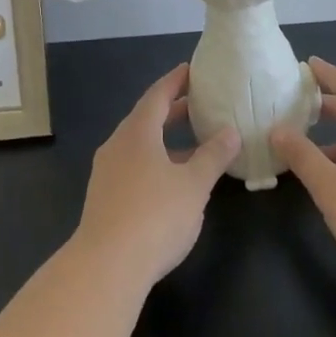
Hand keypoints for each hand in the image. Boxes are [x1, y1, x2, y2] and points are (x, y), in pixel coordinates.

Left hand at [70, 64, 239, 290]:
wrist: (106, 267)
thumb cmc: (154, 216)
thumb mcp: (193, 185)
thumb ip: (212, 156)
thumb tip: (231, 131)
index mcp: (137, 131)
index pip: (158, 95)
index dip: (175, 81)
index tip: (191, 70)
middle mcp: (118, 144)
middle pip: (146, 118)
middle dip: (173, 111)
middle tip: (198, 104)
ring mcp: (107, 171)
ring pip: (140, 145)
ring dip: (165, 140)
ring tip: (192, 145)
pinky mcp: (104, 198)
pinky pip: (133, 166)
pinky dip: (155, 162)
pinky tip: (172, 182)